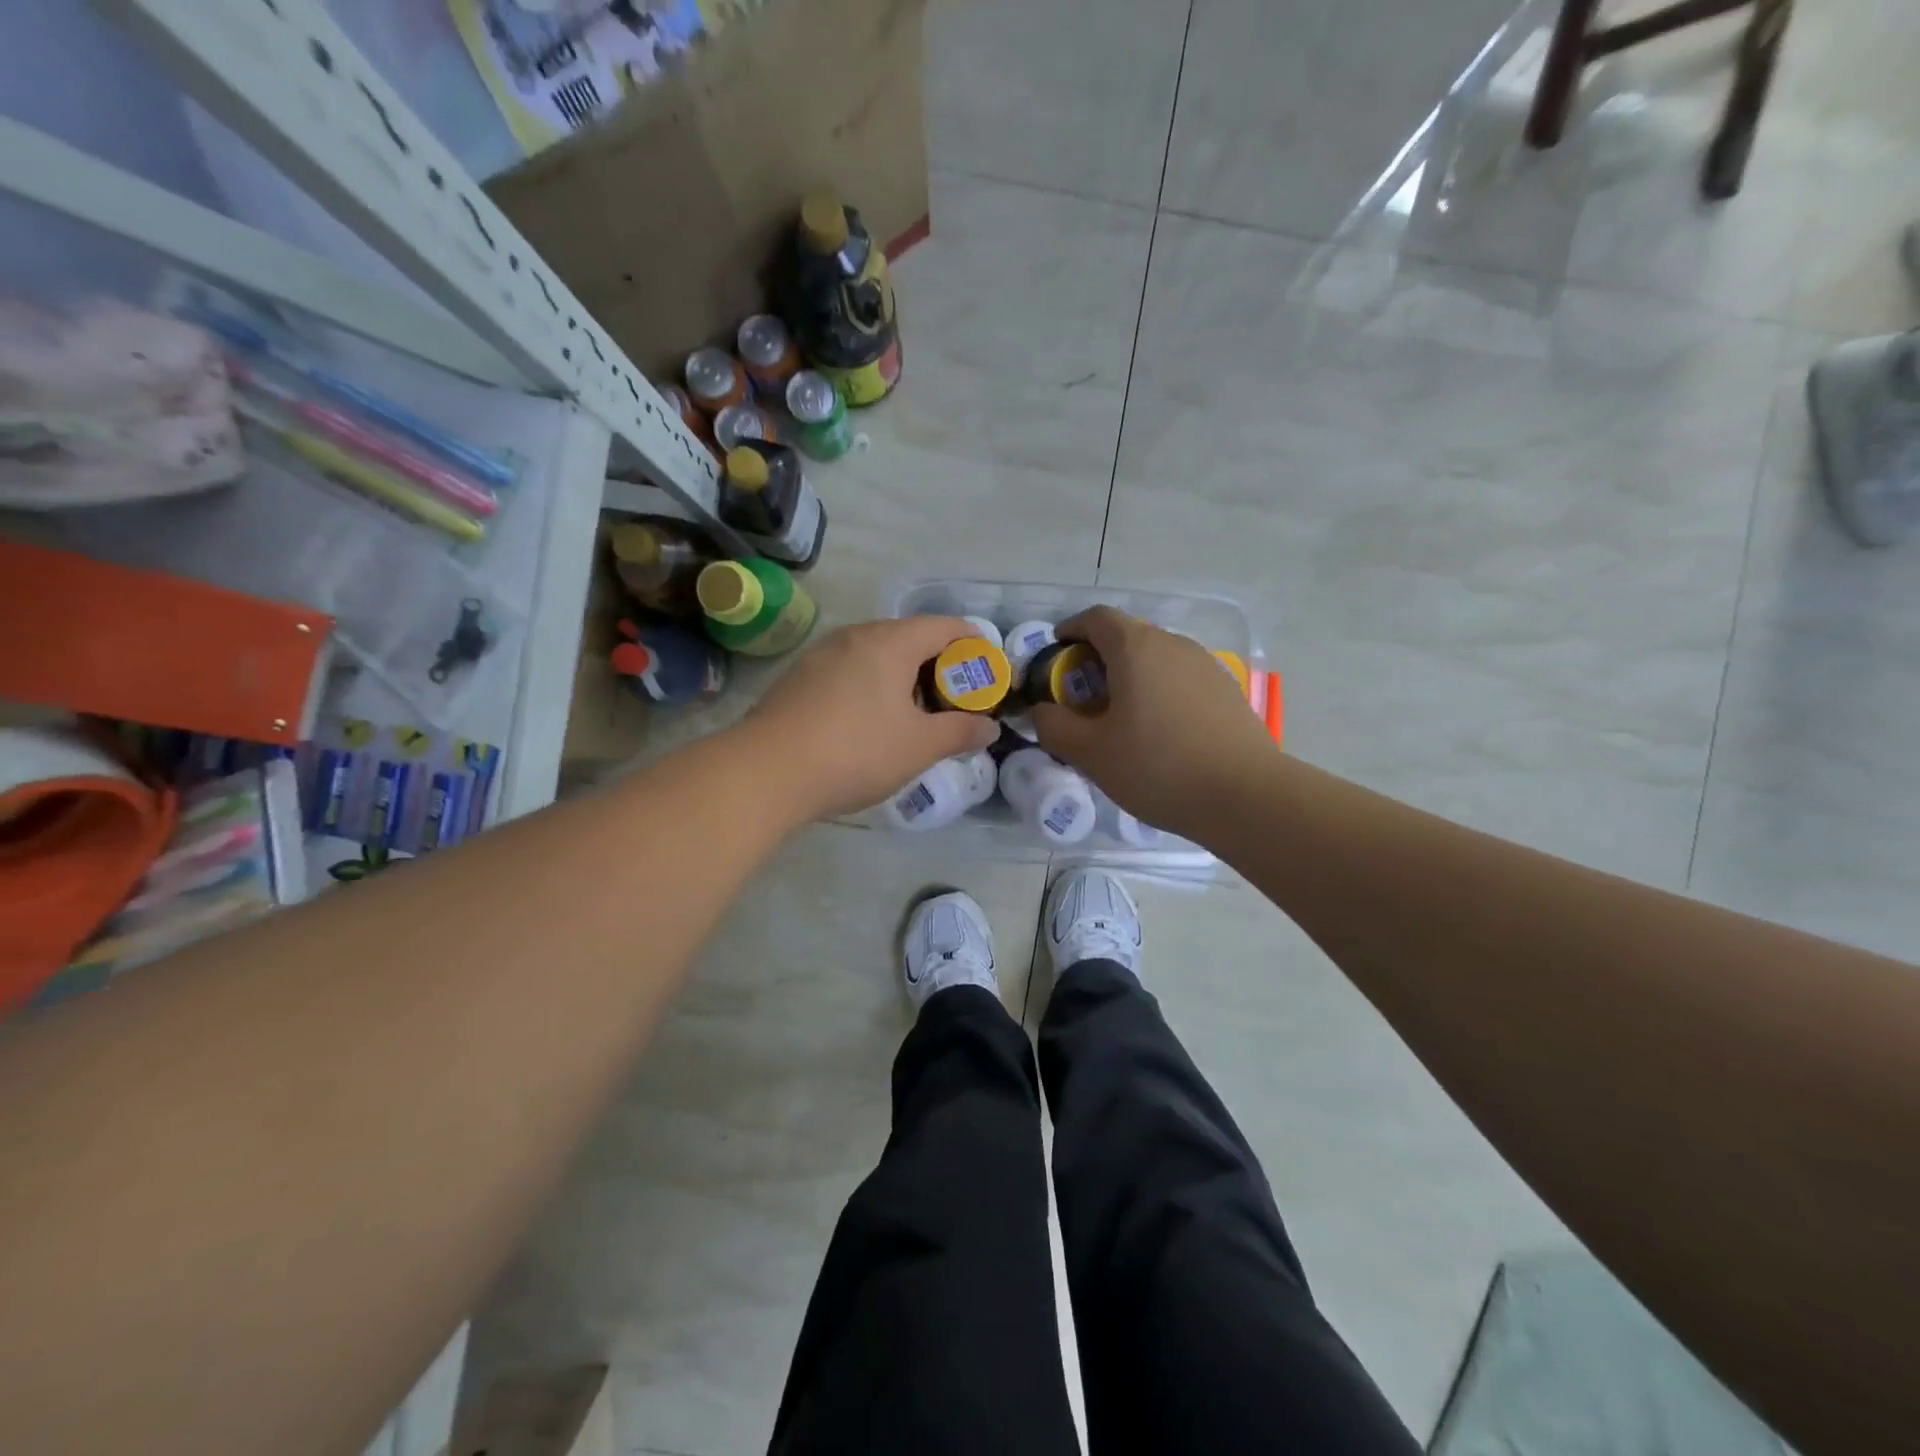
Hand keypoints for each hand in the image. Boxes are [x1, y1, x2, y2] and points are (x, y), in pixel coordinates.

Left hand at [742, 616, 1000, 822]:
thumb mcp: (919, 746)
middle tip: (955, 702)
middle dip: (940, 666)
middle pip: (911, 637)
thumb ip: (960, 732)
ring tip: (915, 715)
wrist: (767, 771)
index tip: (988, 675)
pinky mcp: (800, 676)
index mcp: (892, 641)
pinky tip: (870, 722)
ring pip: (877, 654)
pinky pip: (850, 670)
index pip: (946, 627)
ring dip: (904, 677)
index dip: (975, 646)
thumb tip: (989, 727)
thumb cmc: (856, 751)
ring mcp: (823, 653)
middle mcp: (857, 635)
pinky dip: (873, 686)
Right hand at [1034, 607, 1276, 841]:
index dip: (1071, 629)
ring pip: (1156, 659)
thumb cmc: (1157, 767)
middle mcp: (1173, 644)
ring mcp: (1206, 666)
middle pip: (1127, 636)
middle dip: (1097, 658)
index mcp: (1136, 648)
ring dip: (1130, 676)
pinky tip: (1158, 731)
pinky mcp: (1227, 691)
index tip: (1057, 653)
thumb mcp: (1090, 753)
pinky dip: (1158, 691)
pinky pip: (1180, 679)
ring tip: (1119, 716)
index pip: (1096, 618)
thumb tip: (1042, 710)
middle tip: (1081, 696)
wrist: (1245, 796)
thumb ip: (1054, 726)